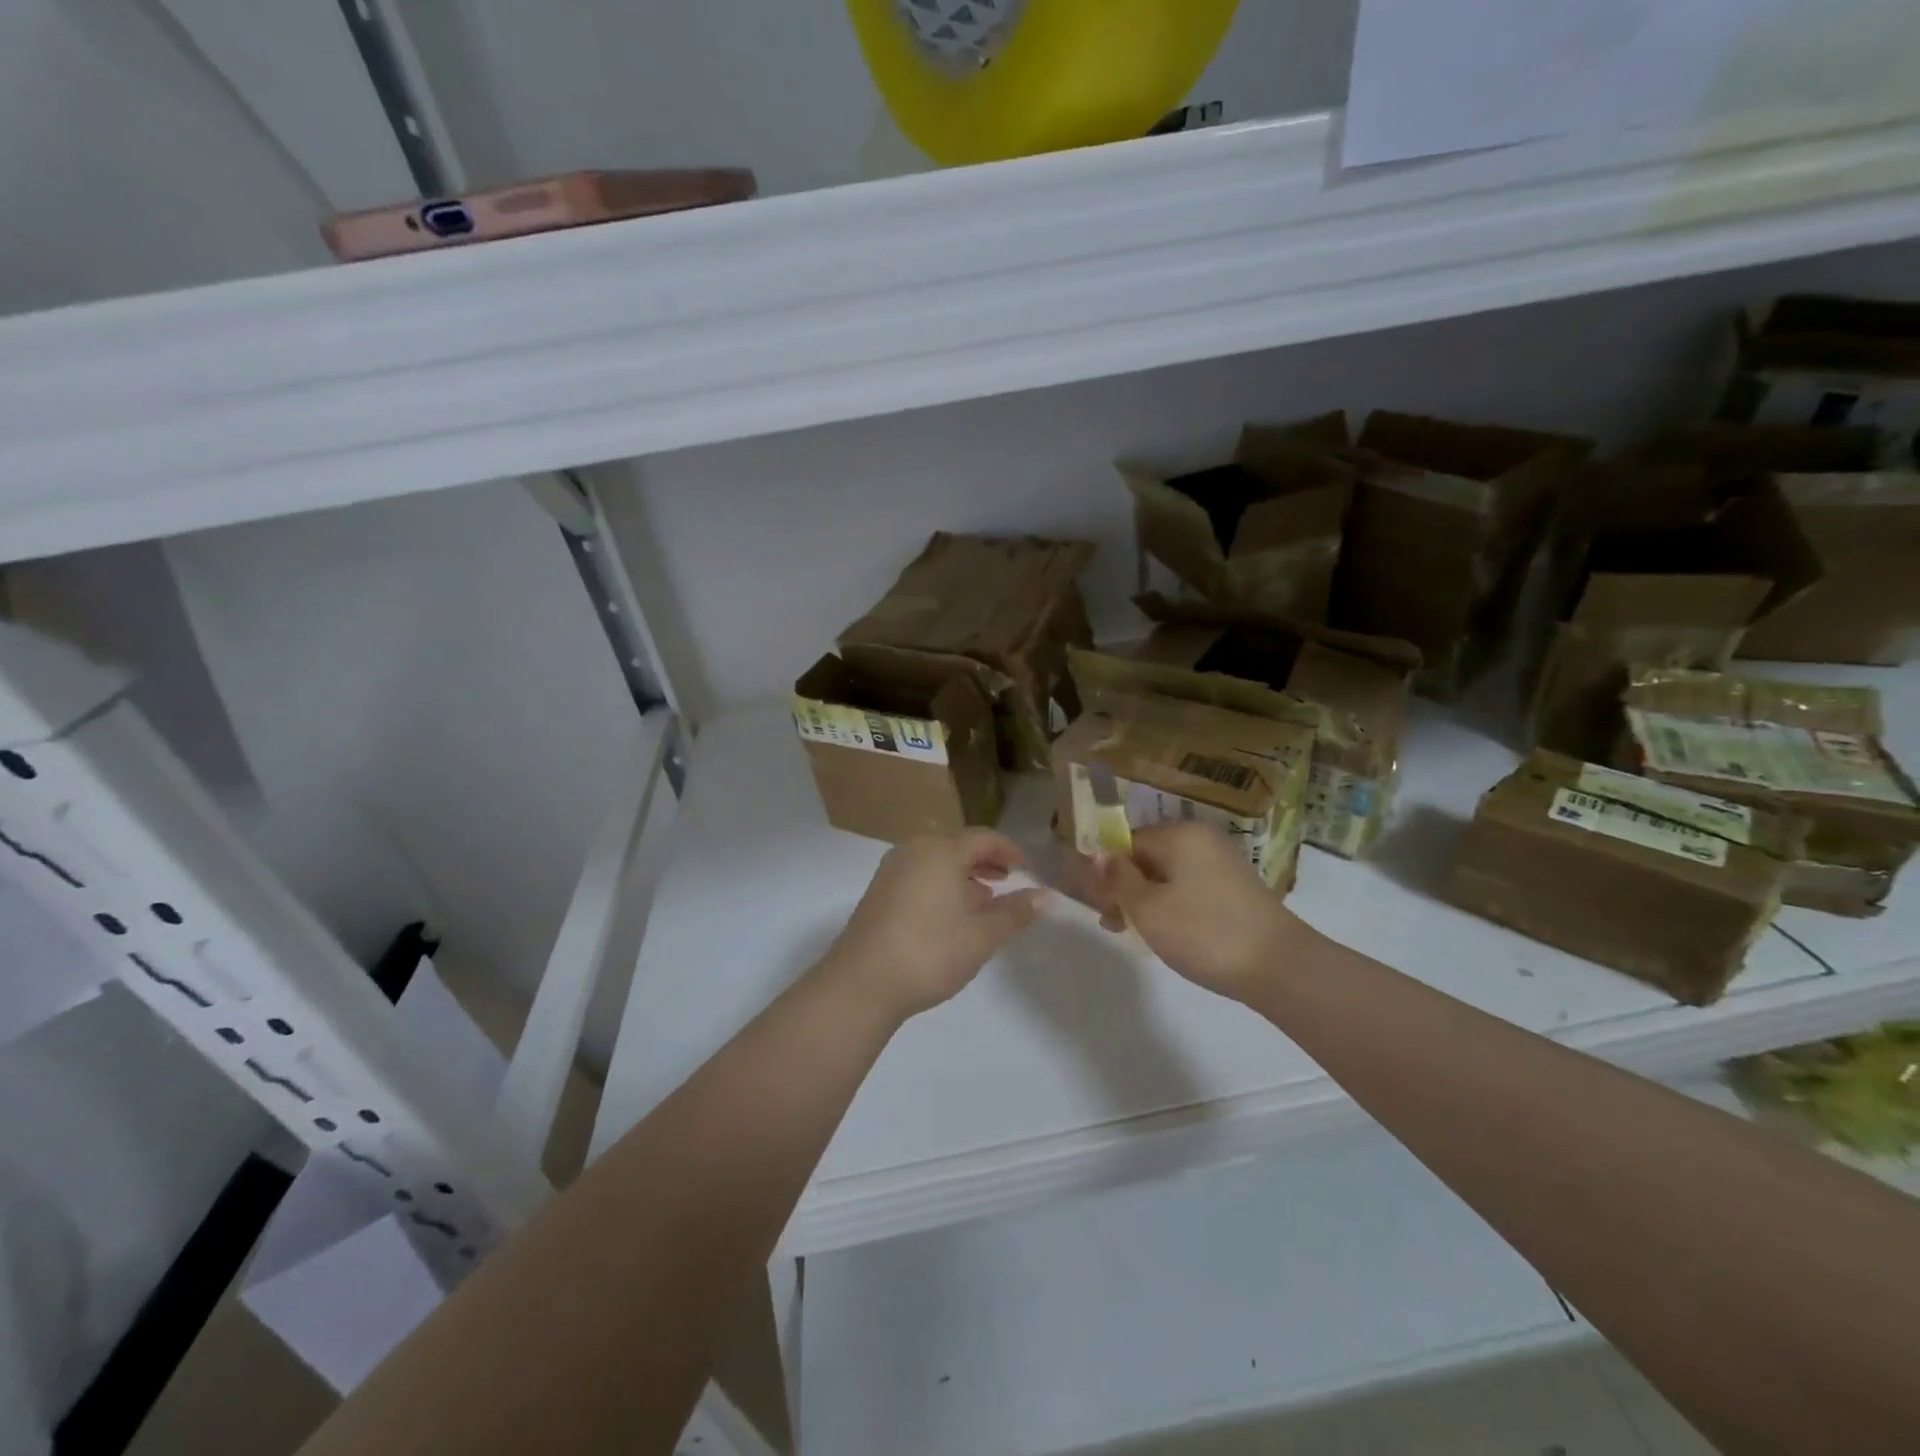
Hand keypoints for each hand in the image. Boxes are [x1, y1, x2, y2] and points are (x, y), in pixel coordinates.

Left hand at [822, 831, 1046, 1019]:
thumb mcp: (982, 935)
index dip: (1008, 850)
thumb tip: (1046, 896)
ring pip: (936, 862)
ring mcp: (891, 870)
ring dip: (962, 876)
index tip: (1025, 868)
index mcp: (941, 851)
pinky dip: (940, 886)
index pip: (983, 838)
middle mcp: (913, 850)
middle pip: (957, 846)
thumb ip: (1016, 912)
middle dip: (985, 862)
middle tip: (1008, 882)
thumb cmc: (930, 952)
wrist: (862, 983)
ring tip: (983, 902)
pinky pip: (918, 876)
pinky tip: (949, 916)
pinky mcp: (878, 892)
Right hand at [1097, 822, 1303, 1002]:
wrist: (1279, 967)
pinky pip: (1190, 887)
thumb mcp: (1147, 908)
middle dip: (1125, 887)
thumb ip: (1117, 878)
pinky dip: (1173, 905)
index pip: (1127, 841)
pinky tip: (1167, 933)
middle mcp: (1202, 839)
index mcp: (1179, 834)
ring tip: (1132, 933)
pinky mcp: (1236, 888)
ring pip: (1168, 875)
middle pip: (1148, 856)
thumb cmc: (1203, 933)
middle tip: (1111, 923)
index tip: (1096, 903)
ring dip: (1146, 899)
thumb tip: (1099, 854)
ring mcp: (1223, 862)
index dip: (1106, 871)